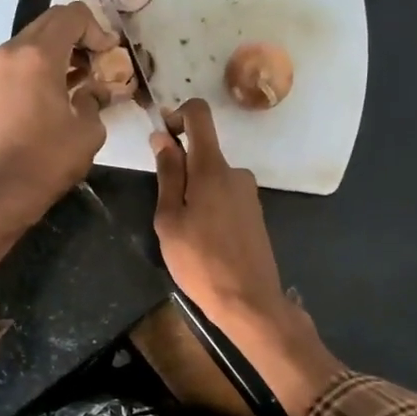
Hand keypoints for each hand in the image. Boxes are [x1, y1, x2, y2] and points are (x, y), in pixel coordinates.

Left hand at [0, 1, 117, 262]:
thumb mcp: (88, 131)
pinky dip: (42, 66)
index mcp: (38, 56)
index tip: (110, 54)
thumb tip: (95, 92)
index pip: (72, 16)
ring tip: (84, 78)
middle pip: (50, 22)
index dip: (98, 29)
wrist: (0, 192)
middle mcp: (12, 52)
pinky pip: (21, 62)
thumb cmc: (48, 160)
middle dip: (79, 36)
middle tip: (100, 61)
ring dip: (61, 50)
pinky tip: (60, 91)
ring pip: (33, 41)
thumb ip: (95, 100)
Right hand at [152, 100, 343, 415]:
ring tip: (185, 233)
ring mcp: (248, 192)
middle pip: (203, 151)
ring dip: (194, 193)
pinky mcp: (254, 212)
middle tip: (166, 210)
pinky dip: (209, 206)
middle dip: (180, 169)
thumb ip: (167, 175)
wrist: (249, 300)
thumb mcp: (170, 220)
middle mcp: (235, 172)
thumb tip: (162, 137)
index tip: (162, 136)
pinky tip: (205, 241)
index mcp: (212, 169)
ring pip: (212, 178)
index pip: (199, 115)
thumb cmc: (200, 262)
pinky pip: (225, 195)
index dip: (177, 115)